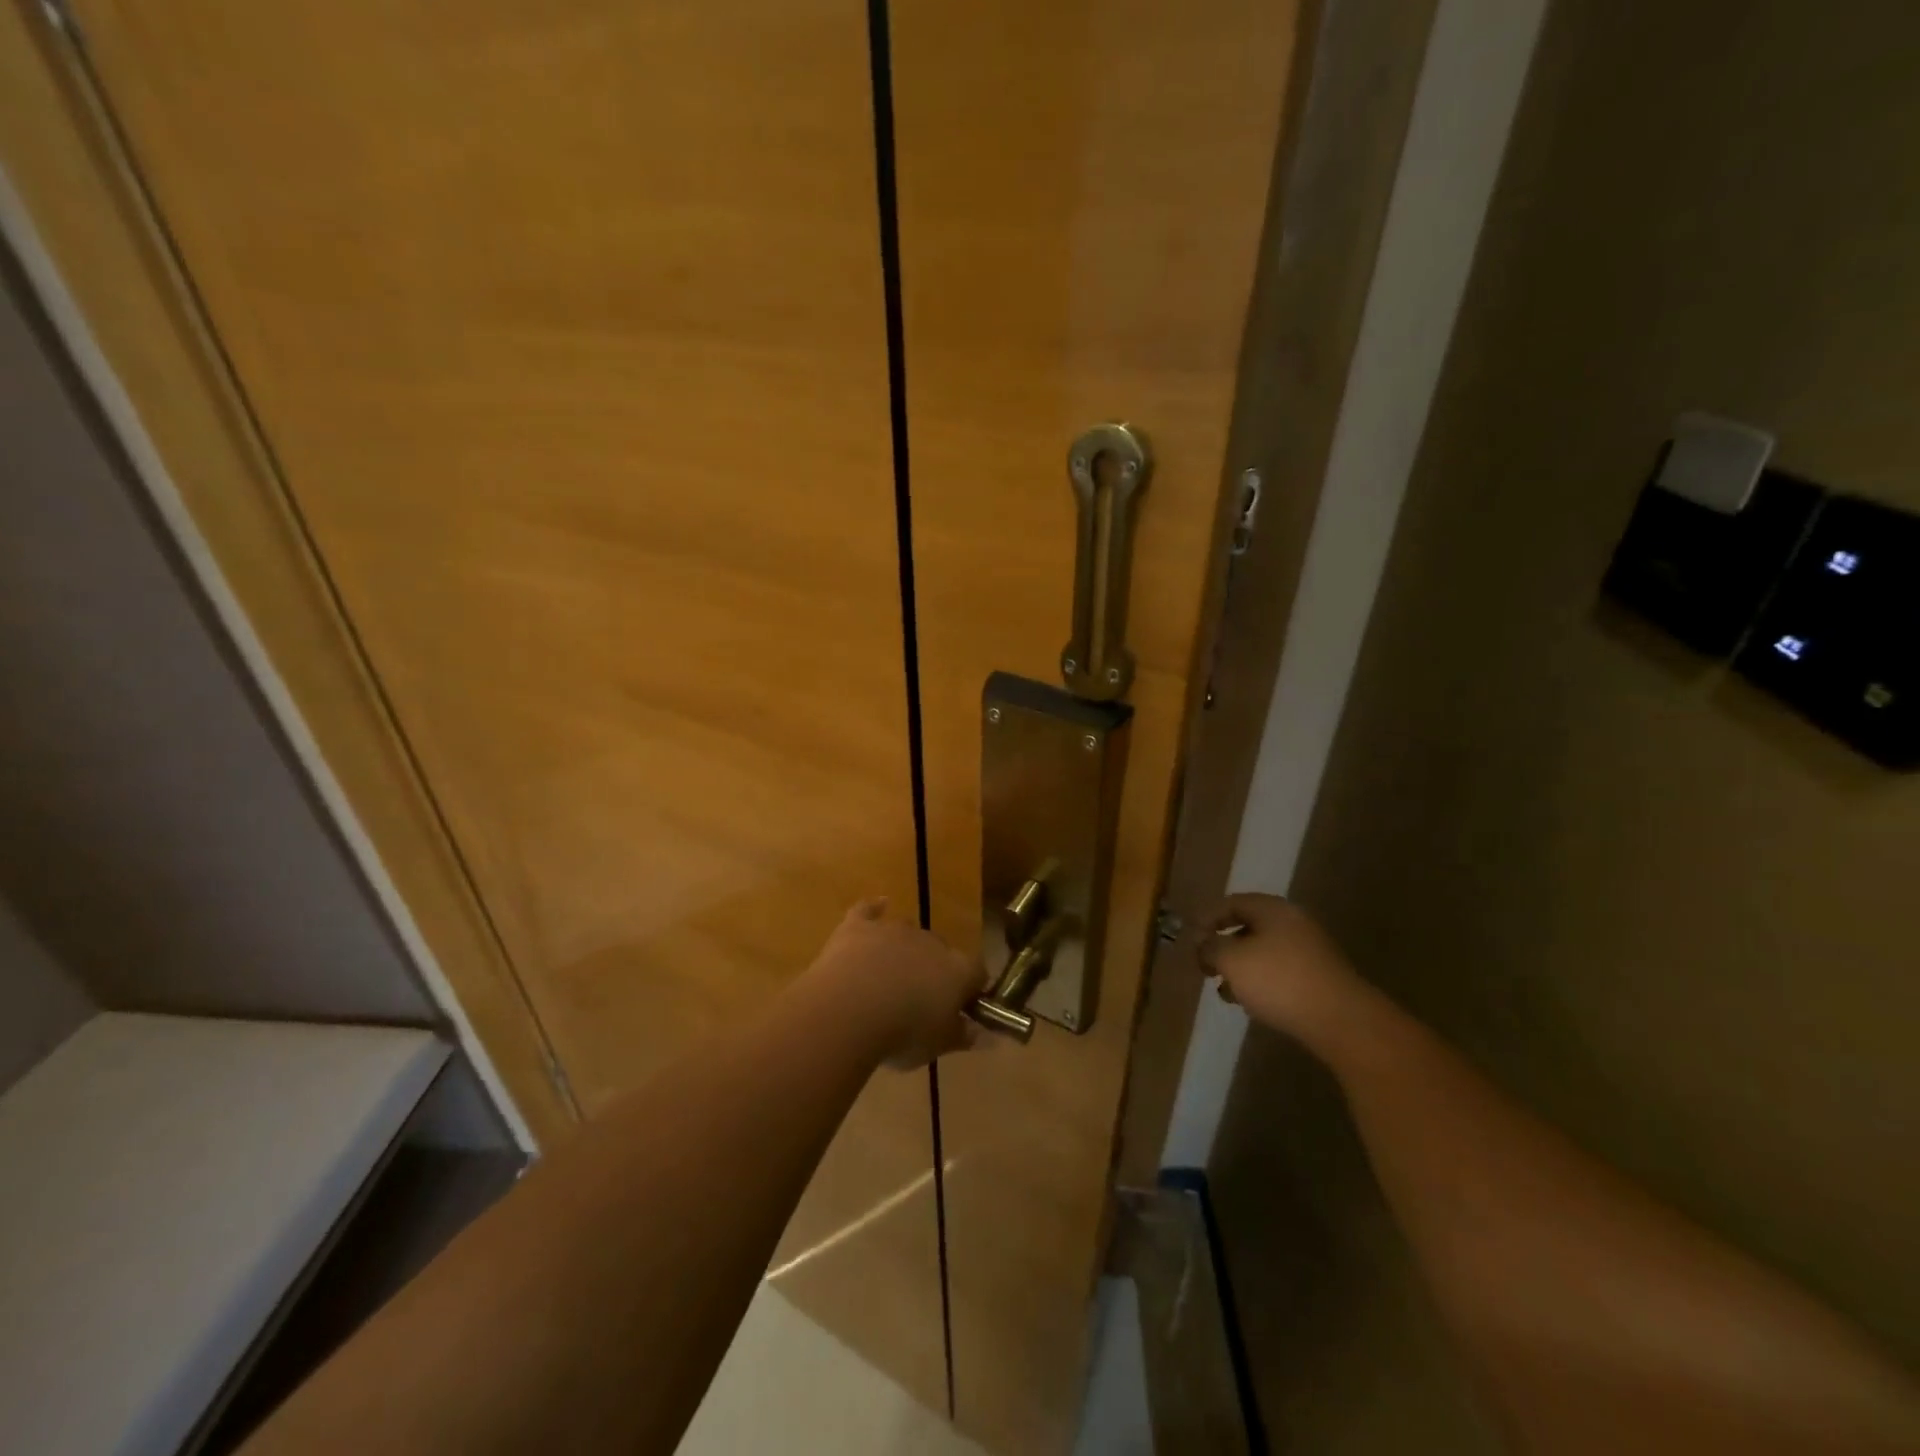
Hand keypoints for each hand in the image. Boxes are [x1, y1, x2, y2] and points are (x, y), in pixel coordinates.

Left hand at [806, 899, 987, 1068]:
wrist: (849, 1010)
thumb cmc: (902, 1033)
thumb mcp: (938, 1045)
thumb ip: (963, 1036)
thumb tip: (985, 1034)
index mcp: (958, 970)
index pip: (977, 973)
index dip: (971, 990)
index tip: (961, 1010)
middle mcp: (931, 942)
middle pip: (940, 951)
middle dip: (933, 970)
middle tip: (918, 1000)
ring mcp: (894, 930)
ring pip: (907, 933)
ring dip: (904, 949)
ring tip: (890, 976)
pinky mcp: (859, 926)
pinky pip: (869, 911)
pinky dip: (874, 909)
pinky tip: (879, 905)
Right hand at [1199, 893, 1370, 1043]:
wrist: (1340, 1019)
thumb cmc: (1278, 980)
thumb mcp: (1231, 960)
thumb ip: (1210, 947)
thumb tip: (1203, 944)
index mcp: (1271, 909)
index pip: (1231, 903)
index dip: (1207, 918)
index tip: (1191, 940)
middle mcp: (1292, 922)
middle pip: (1248, 927)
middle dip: (1223, 947)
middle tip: (1206, 967)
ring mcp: (1309, 950)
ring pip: (1263, 952)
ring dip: (1240, 968)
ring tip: (1225, 991)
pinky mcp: (1319, 977)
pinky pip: (1280, 971)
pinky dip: (1260, 982)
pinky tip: (1251, 1003)